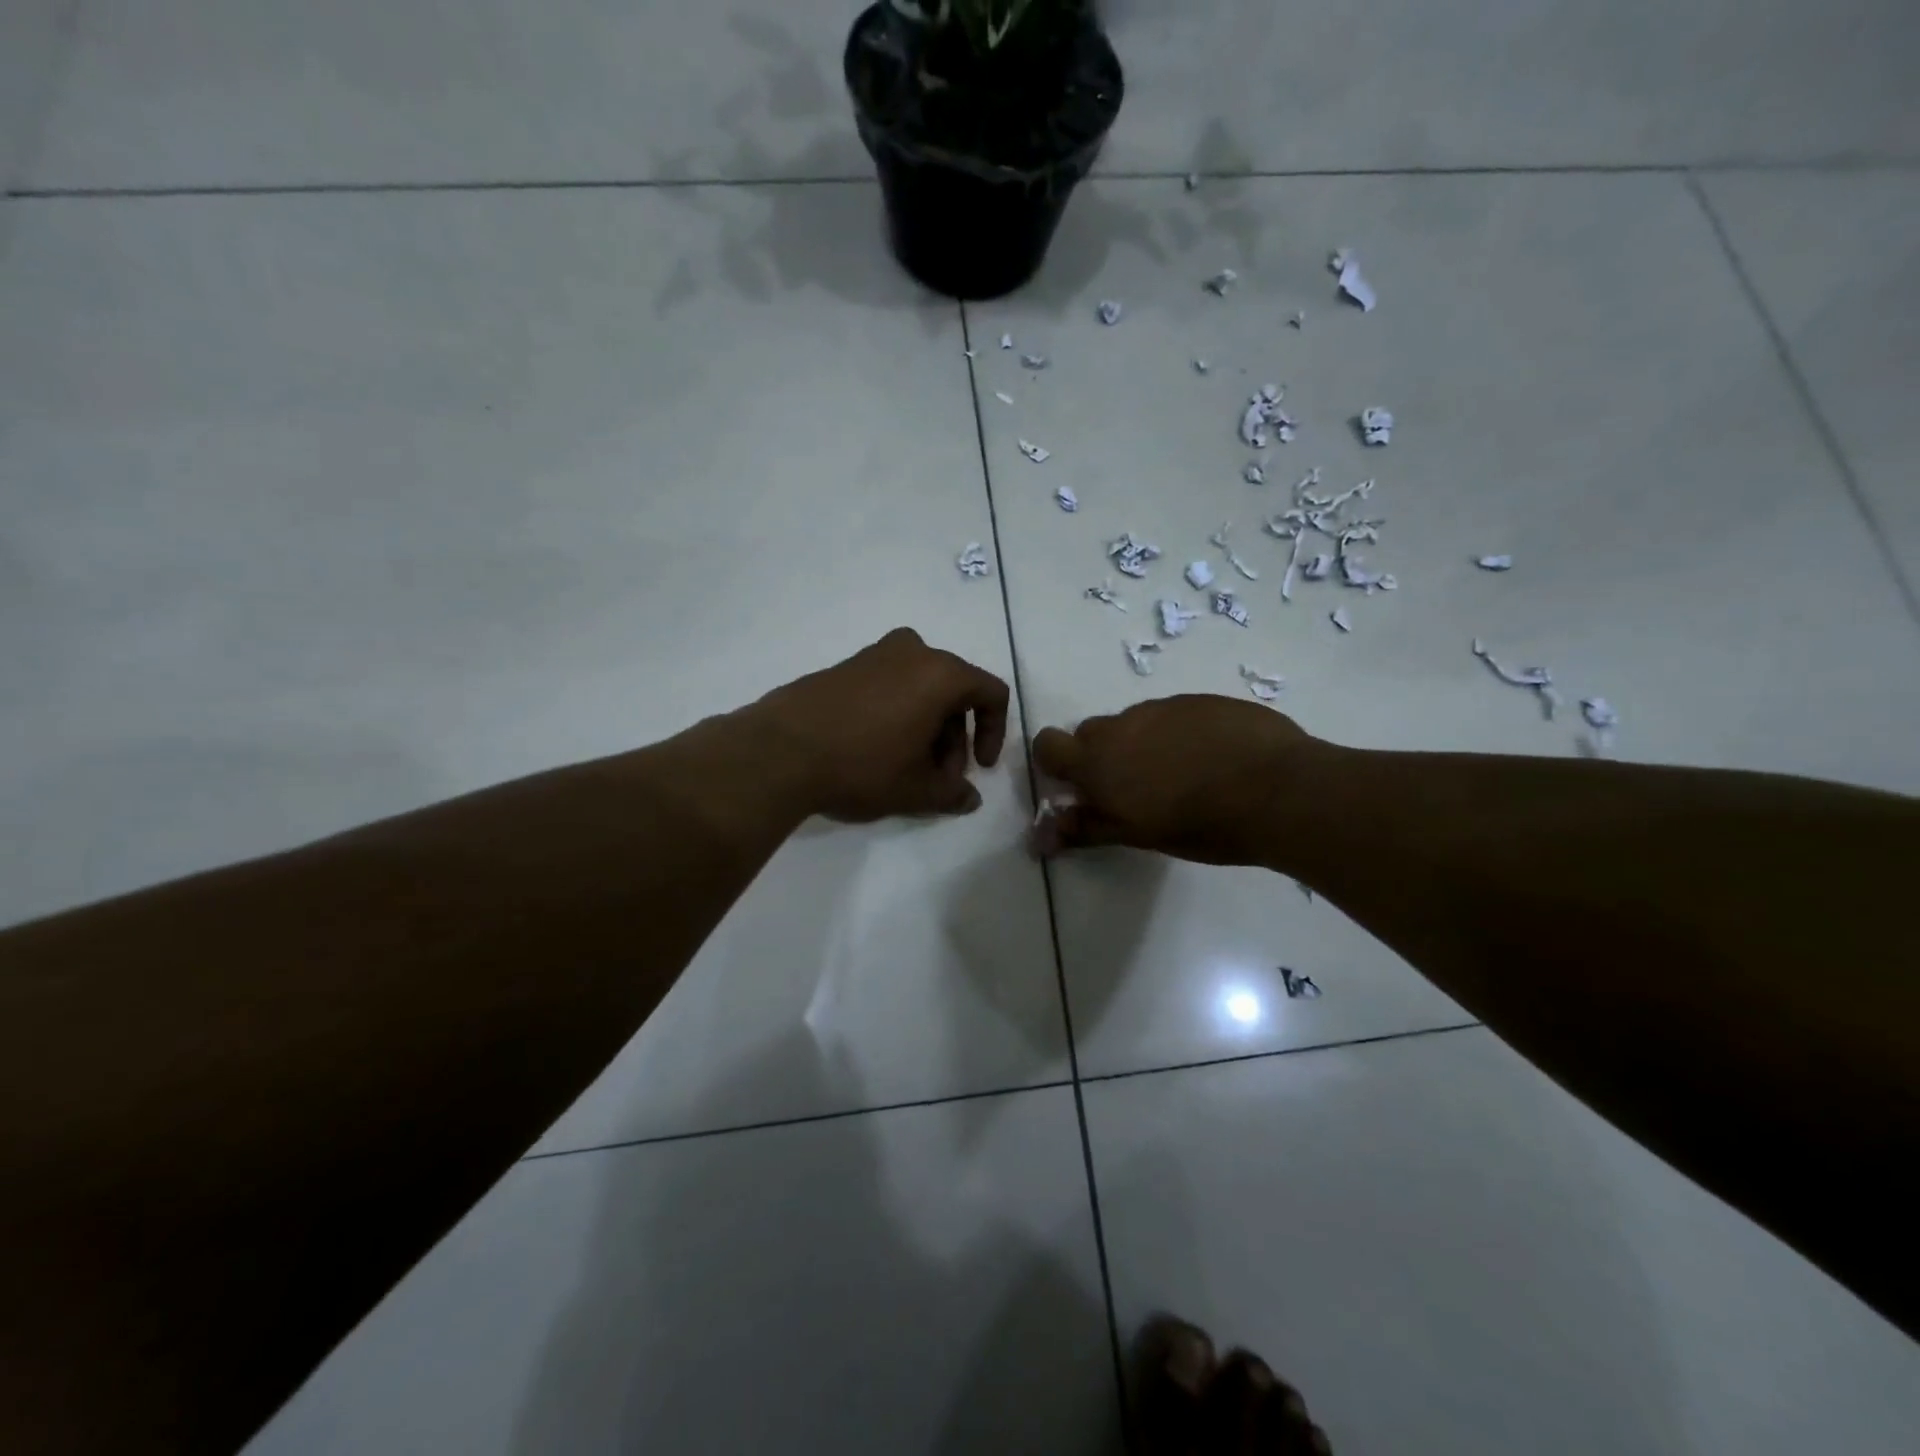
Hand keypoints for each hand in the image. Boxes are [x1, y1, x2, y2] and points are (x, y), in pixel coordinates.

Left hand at [749, 628, 1010, 821]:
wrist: (779, 750)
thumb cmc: (862, 765)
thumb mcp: (915, 790)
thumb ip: (952, 793)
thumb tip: (970, 798)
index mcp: (940, 673)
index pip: (990, 693)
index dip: (994, 732)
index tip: (979, 768)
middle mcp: (912, 652)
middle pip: (954, 692)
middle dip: (954, 738)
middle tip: (938, 778)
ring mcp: (874, 654)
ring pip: (920, 689)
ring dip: (927, 727)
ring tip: (907, 769)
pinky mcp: (844, 666)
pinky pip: (889, 685)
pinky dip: (898, 713)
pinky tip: (877, 750)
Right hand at [1032, 696, 1317, 864]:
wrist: (1279, 789)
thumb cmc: (1201, 824)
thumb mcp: (1137, 835)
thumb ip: (1086, 829)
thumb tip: (1037, 839)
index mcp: (1098, 761)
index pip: (1047, 745)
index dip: (1055, 763)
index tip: (1078, 786)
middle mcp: (1122, 725)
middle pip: (1091, 733)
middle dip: (1101, 757)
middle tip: (1134, 790)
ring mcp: (1163, 707)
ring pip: (1135, 723)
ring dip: (1142, 744)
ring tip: (1182, 776)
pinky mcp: (1200, 700)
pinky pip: (1173, 714)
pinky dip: (1179, 734)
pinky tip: (1212, 758)